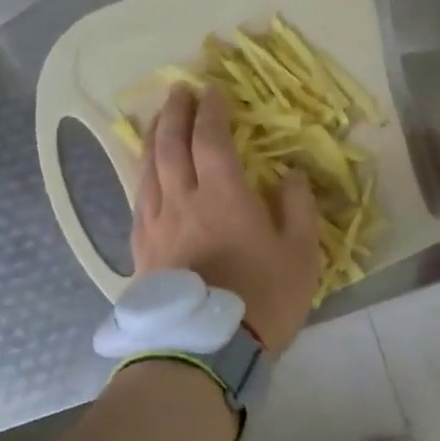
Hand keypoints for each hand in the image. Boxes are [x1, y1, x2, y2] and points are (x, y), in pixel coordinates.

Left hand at [133, 84, 319, 356]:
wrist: (207, 351)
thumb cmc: (263, 300)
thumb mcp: (301, 255)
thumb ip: (298, 208)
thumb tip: (290, 174)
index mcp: (224, 195)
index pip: (211, 138)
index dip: (211, 110)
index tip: (213, 89)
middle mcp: (183, 199)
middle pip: (172, 144)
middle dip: (176, 112)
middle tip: (179, 90)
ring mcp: (157, 223)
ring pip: (149, 168)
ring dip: (154, 136)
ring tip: (159, 118)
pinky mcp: (142, 248)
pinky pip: (138, 198)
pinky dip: (142, 173)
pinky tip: (144, 171)